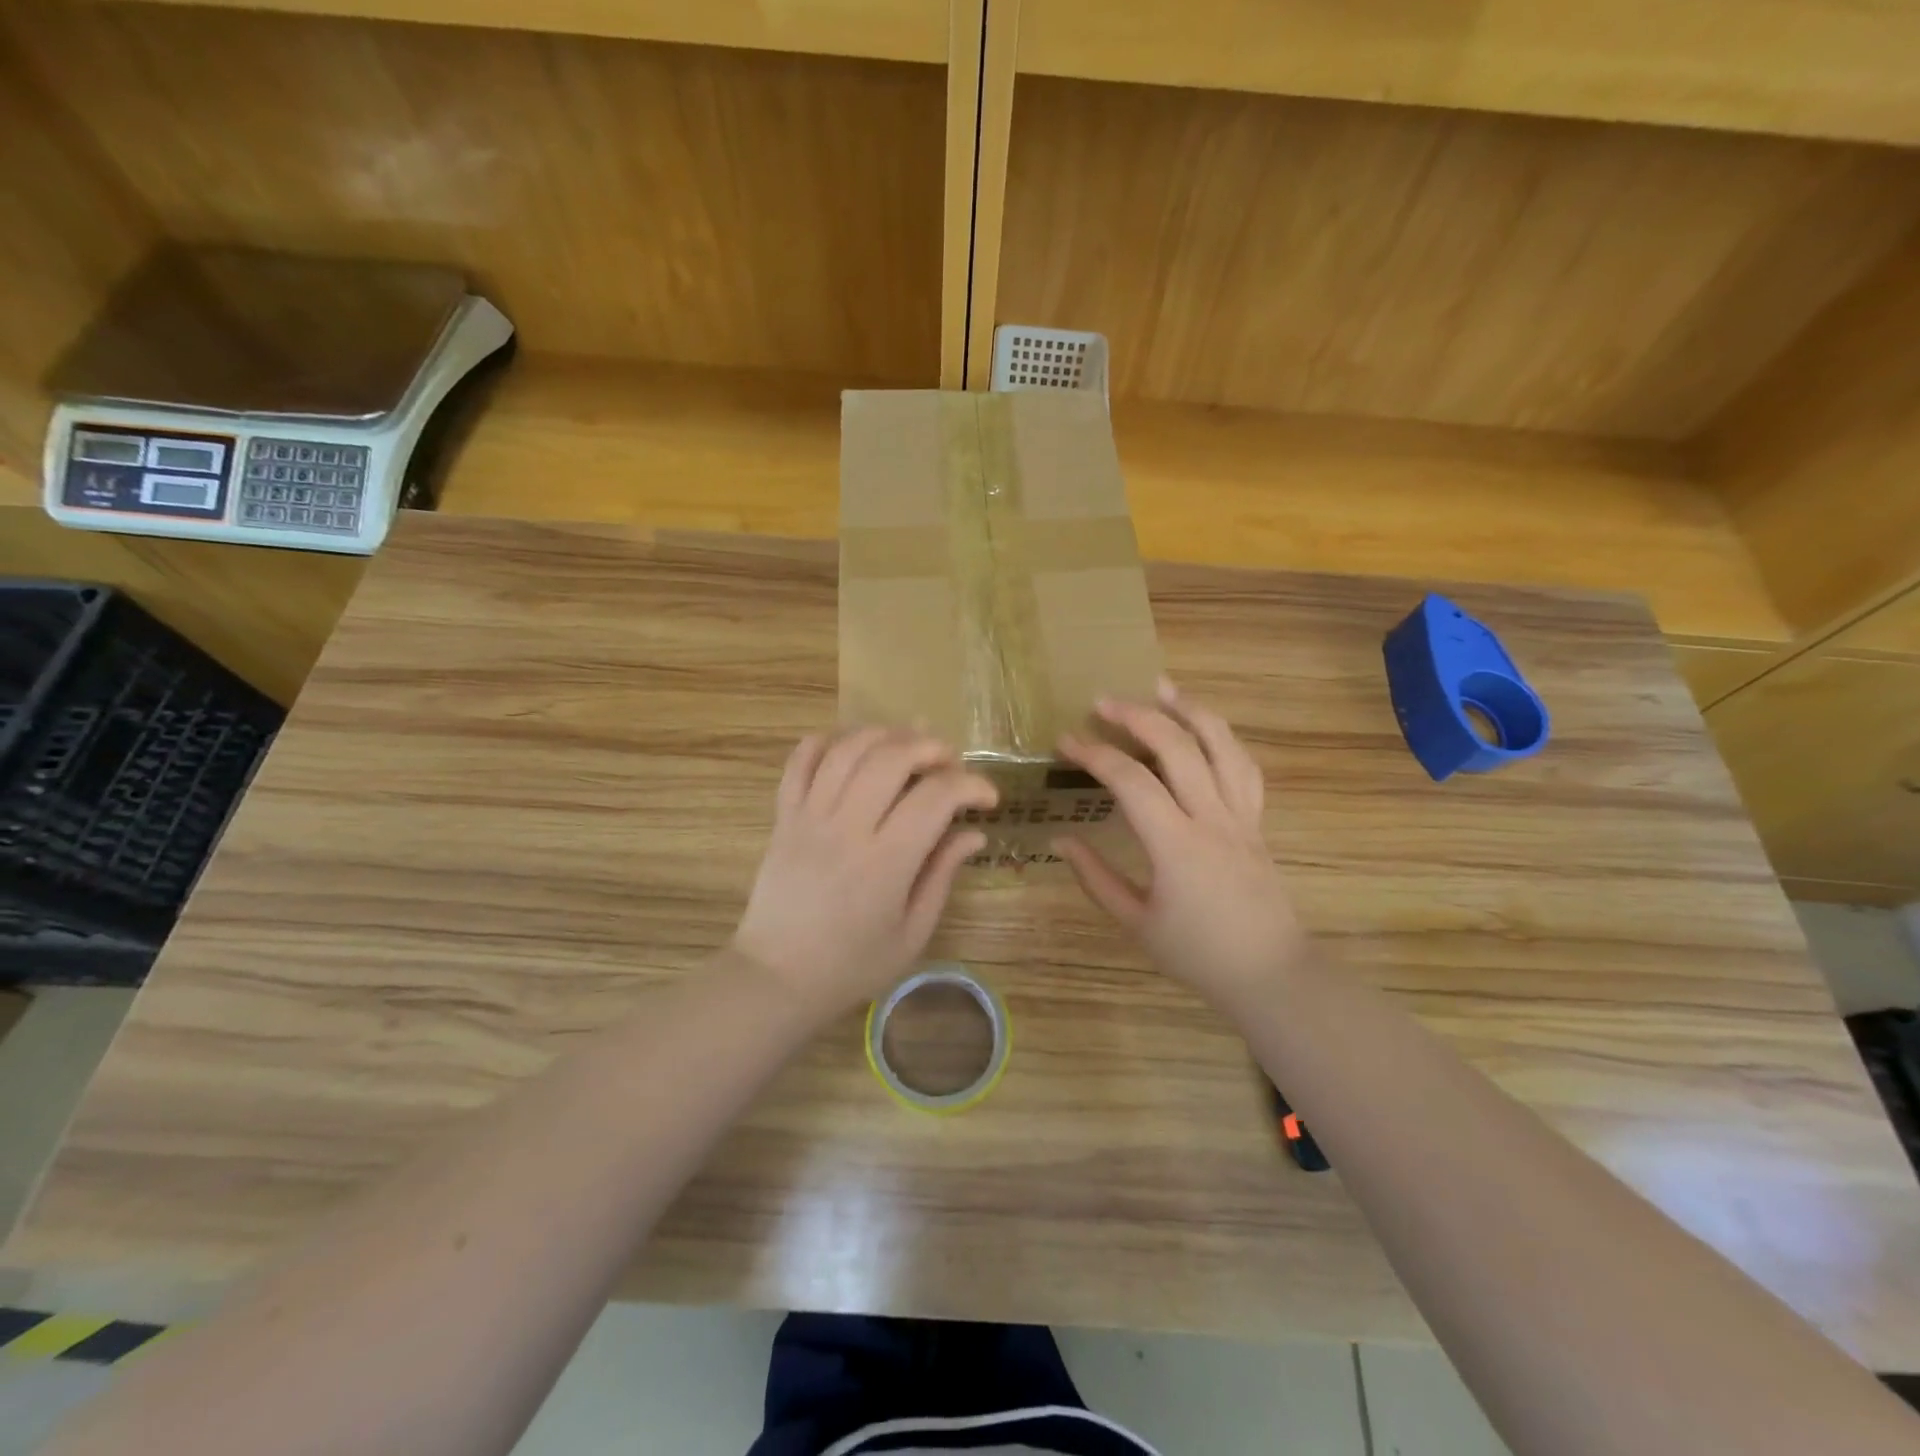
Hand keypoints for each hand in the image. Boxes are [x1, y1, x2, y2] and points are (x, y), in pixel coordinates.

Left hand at [732, 728, 995, 1016]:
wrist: (777, 978)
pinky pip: (799, 761)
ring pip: (847, 750)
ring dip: (884, 735)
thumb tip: (973, 833)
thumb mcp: (912, 932)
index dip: (971, 785)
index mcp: (886, 861)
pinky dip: (826, 742)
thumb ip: (942, 875)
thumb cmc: (852, 965)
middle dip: (930, 747)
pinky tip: (850, 747)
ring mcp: (810, 817)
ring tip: (907, 743)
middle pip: (891, 757)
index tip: (988, 799)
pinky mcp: (783, 817)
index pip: (936, 797)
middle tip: (949, 762)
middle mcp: (847, 827)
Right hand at [1054, 680, 1309, 1015]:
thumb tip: (1062, 841)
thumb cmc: (1196, 953)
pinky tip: (1204, 727)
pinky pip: (1244, 767)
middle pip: (1178, 747)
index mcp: (1177, 846)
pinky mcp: (1257, 820)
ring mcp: (1241, 816)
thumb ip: (1096, 878)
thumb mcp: (1136, 921)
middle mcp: (1212, 819)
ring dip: (1190, 710)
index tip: (1066, 740)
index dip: (1095, 754)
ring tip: (1162, 688)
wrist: (1269, 972)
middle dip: (1138, 716)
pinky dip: (1222, 738)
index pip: (1131, 782)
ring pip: (1222, 745)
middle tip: (1103, 702)